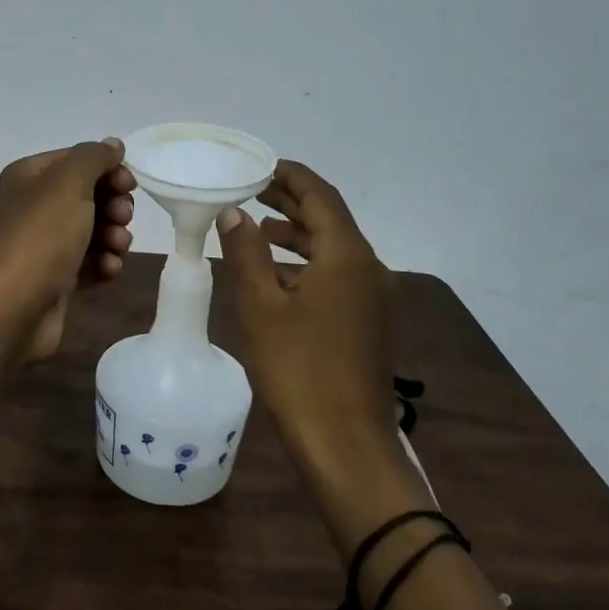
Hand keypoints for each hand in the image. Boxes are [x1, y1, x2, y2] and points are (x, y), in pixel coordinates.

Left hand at [0, 139, 135, 359]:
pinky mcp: (55, 278)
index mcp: (30, 177)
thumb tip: (113, 145)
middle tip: (122, 218)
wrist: (9, 310)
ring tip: (116, 249)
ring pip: (93, 230)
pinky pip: (89, 262)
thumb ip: (94, 157)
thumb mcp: (69, 184)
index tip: (129, 186)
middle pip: (88, 195)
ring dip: (114, 236)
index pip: (77, 160)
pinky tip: (108, 271)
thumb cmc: (39, 238)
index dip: (108, 169)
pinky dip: (103, 264)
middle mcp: (34, 206)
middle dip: (113, 206)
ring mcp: (43, 244)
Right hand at [216, 160, 397, 474]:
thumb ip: (246, 252)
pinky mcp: (370, 322)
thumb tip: (234, 213)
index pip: (320, 196)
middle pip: (330, 219)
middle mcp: (369, 268)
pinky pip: (339, 275)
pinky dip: (308, 264)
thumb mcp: (261, 306)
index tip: (259, 165)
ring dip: (298, 234)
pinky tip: (277, 275)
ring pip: (334, 249)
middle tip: (251, 189)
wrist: (347, 444)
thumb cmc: (299, 369)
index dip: (290, 176)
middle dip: (291, 202)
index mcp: (347, 256)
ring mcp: (374, 297)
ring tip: (257, 226)